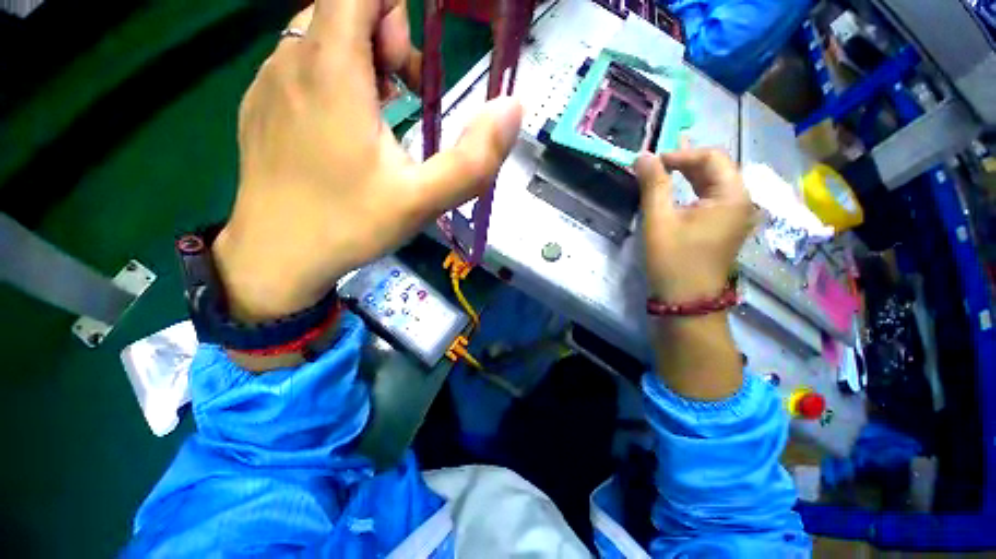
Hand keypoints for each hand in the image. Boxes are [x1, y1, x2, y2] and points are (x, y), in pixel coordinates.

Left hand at [213, 0, 522, 321]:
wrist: (277, 257)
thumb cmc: (349, 225)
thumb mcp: (423, 200)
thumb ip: (472, 159)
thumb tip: (512, 108)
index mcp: (331, 69)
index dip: (397, 9)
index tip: (417, 63)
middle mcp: (291, 59)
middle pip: (345, 8)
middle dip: (388, 40)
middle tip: (405, 99)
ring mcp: (270, 81)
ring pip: (323, 36)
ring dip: (364, 62)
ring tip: (382, 119)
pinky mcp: (262, 104)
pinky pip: (303, 65)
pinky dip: (336, 80)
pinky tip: (347, 132)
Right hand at [635, 148, 753, 302]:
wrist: (686, 301)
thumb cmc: (673, 260)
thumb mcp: (659, 220)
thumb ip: (653, 185)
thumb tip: (643, 156)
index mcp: (732, 196)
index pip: (712, 157)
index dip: (681, 153)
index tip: (652, 163)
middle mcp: (741, 201)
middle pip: (716, 168)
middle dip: (684, 163)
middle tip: (654, 167)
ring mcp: (735, 216)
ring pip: (713, 183)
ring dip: (687, 176)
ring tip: (661, 176)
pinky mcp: (725, 227)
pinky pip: (711, 199)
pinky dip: (692, 191)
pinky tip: (675, 194)